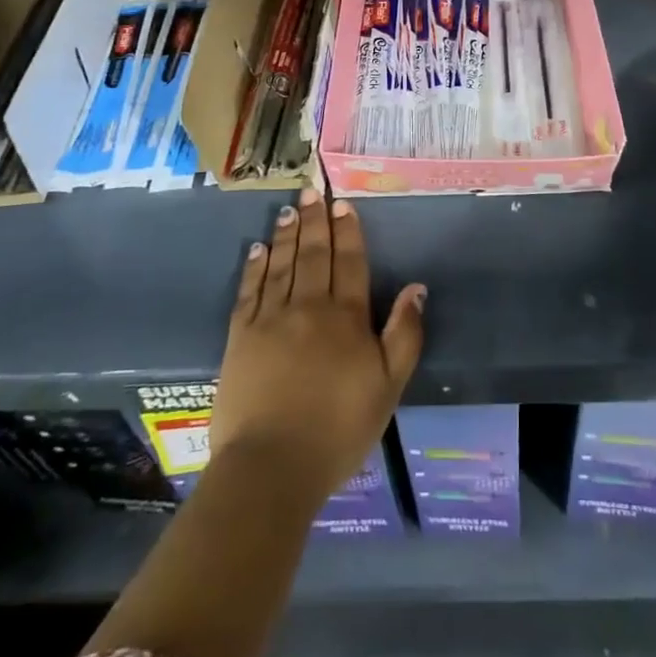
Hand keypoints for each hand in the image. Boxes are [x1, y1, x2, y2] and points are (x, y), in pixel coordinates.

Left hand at [211, 189, 425, 505]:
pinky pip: (249, 291)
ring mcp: (271, 319)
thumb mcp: (388, 386)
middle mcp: (308, 307)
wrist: (272, 466)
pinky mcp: (240, 337)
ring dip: (287, 234)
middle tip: (312, 191)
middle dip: (315, 221)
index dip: (347, 231)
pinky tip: (258, 249)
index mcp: (346, 317)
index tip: (342, 203)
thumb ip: (404, 334)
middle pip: (314, 255)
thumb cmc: (339, 429)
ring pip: (282, 265)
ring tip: (289, 209)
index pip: (349, 262)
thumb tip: (416, 288)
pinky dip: (255, 267)